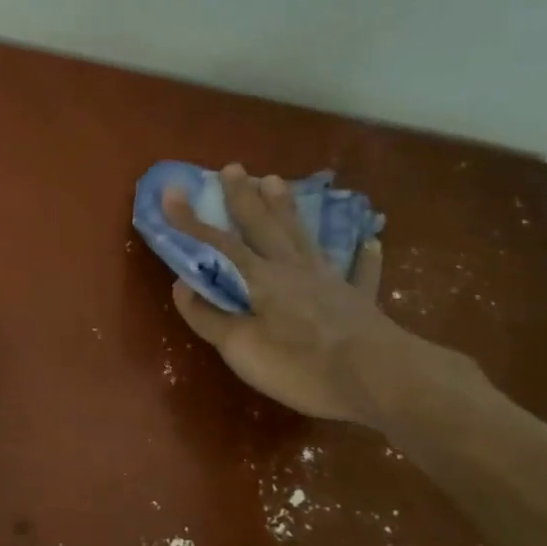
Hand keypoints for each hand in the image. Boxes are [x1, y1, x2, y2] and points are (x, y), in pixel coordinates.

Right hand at [162, 164, 407, 423]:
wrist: (375, 378)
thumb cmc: (299, 365)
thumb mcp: (240, 348)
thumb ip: (210, 317)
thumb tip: (182, 286)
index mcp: (261, 278)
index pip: (217, 243)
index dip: (190, 220)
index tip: (171, 192)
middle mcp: (293, 268)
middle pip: (263, 226)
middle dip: (243, 197)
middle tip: (232, 167)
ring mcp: (329, 280)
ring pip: (302, 236)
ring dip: (286, 209)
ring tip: (276, 181)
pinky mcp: (359, 300)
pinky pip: (360, 272)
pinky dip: (363, 257)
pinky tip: (369, 242)